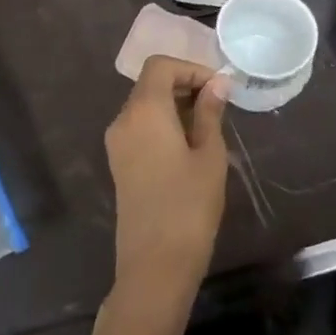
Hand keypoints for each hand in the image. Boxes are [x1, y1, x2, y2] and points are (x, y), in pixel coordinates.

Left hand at [104, 55, 229, 303]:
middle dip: (184, 84)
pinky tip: (188, 144)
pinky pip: (140, 126)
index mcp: (144, 110)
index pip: (161, 66)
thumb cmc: (188, 206)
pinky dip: (163, 122)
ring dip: (175, 104)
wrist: (154, 268)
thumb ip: (210, 113)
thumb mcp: (209, 155)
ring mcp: (117, 143)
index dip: (191, 68)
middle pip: (151, 83)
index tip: (218, 88)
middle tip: (218, 103)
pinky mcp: (118, 164)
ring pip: (145, 104)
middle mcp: (123, 120)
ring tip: (208, 124)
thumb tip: (217, 83)